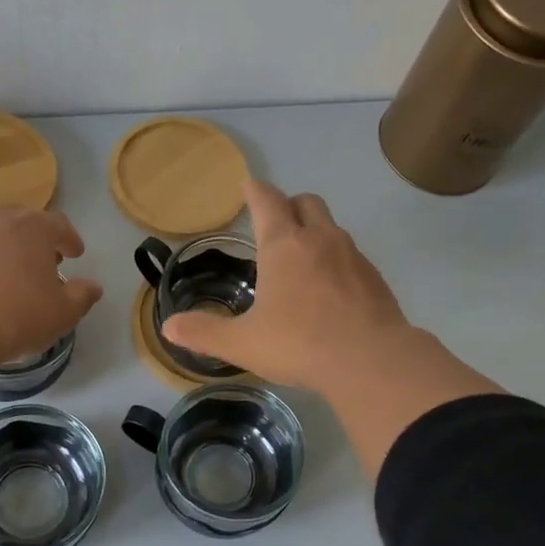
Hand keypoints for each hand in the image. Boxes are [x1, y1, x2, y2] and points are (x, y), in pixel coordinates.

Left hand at [0, 206, 103, 368]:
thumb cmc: (19, 313)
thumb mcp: (63, 312)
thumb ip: (82, 296)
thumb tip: (93, 287)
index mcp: (34, 226)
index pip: (59, 225)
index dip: (70, 239)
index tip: (76, 254)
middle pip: (23, 222)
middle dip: (37, 240)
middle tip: (45, 260)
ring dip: (6, 249)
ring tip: (13, 273)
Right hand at [163, 181, 413, 392]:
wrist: (371, 360)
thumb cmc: (299, 344)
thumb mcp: (243, 343)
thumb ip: (204, 333)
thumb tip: (169, 327)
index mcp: (284, 245)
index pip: (267, 201)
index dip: (255, 191)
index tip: (248, 185)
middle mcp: (320, 239)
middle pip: (306, 202)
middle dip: (289, 205)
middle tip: (276, 223)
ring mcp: (353, 256)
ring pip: (332, 227)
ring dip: (315, 233)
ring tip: (302, 261)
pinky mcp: (375, 277)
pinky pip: (351, 256)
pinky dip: (337, 261)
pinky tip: (330, 290)